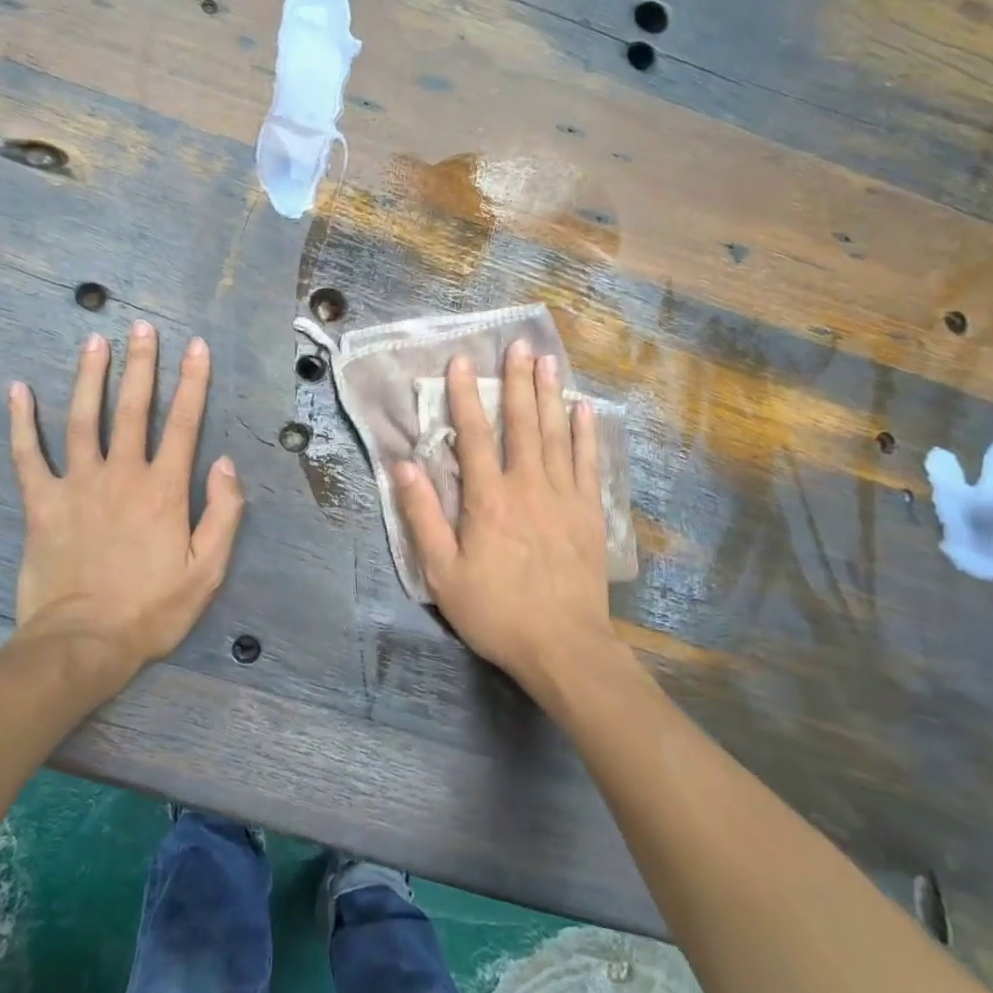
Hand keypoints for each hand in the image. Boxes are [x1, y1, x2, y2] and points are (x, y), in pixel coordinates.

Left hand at [7, 322, 245, 687]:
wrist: (82, 645)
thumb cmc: (151, 609)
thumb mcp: (207, 570)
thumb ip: (223, 513)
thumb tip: (227, 463)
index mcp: (164, 489)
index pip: (183, 423)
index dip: (193, 382)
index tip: (196, 346)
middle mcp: (122, 475)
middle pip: (134, 408)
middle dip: (141, 365)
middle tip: (142, 327)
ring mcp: (78, 485)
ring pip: (83, 419)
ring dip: (90, 377)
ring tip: (95, 341)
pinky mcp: (41, 503)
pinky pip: (28, 456)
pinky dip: (21, 422)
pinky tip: (18, 390)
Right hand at [392, 343, 616, 690]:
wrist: (564, 647)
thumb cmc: (496, 611)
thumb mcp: (442, 573)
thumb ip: (422, 516)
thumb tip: (404, 465)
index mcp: (489, 498)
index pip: (475, 435)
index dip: (466, 395)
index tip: (462, 361)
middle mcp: (528, 486)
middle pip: (522, 423)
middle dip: (517, 381)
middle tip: (519, 345)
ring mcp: (564, 497)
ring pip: (556, 434)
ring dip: (550, 395)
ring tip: (548, 361)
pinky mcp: (589, 513)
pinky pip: (588, 463)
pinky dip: (586, 434)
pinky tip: (585, 409)